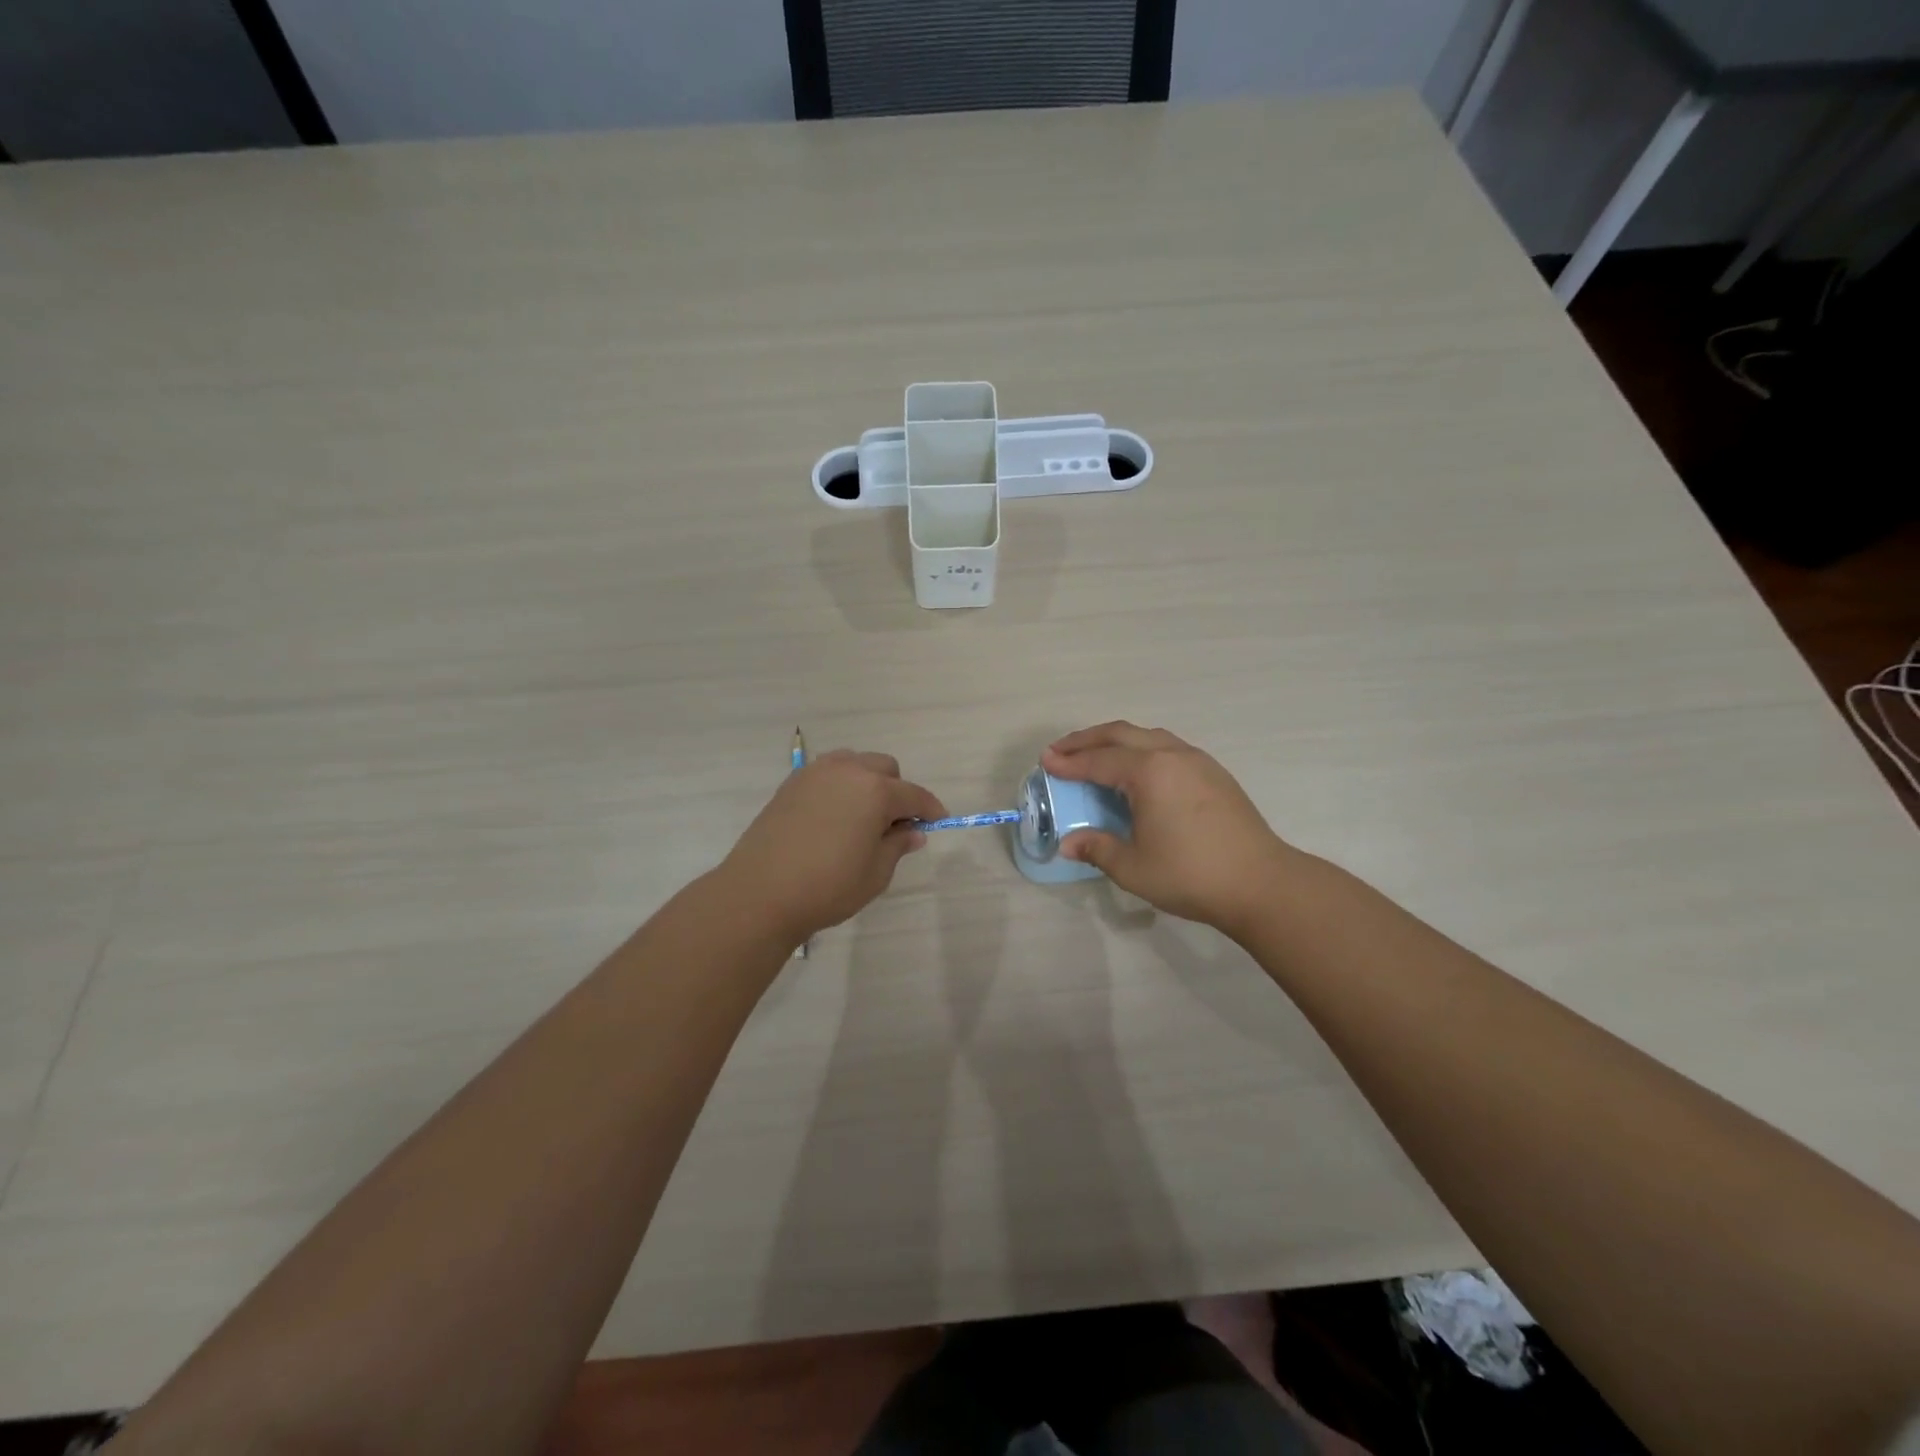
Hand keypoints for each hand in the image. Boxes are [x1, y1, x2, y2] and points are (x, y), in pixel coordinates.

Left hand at [721, 750, 944, 945]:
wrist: (760, 893)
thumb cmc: (827, 887)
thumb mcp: (875, 873)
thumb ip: (898, 845)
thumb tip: (913, 831)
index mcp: (875, 791)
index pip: (914, 794)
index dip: (930, 809)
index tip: (938, 822)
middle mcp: (847, 771)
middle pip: (885, 768)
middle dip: (897, 791)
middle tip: (894, 825)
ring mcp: (815, 774)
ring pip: (854, 763)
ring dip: (867, 782)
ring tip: (862, 817)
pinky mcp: (791, 784)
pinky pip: (827, 774)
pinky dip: (840, 786)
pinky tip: (834, 817)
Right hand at [1042, 722, 1295, 936]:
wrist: (1261, 883)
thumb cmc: (1191, 874)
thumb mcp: (1133, 867)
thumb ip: (1097, 848)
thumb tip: (1069, 843)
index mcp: (1149, 772)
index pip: (1098, 761)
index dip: (1068, 762)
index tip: (1045, 761)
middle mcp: (1172, 755)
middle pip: (1121, 734)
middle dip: (1087, 740)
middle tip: (1061, 750)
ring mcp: (1198, 761)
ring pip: (1148, 736)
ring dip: (1116, 741)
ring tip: (1095, 755)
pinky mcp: (1214, 773)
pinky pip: (1167, 747)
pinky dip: (1141, 749)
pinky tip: (1138, 771)